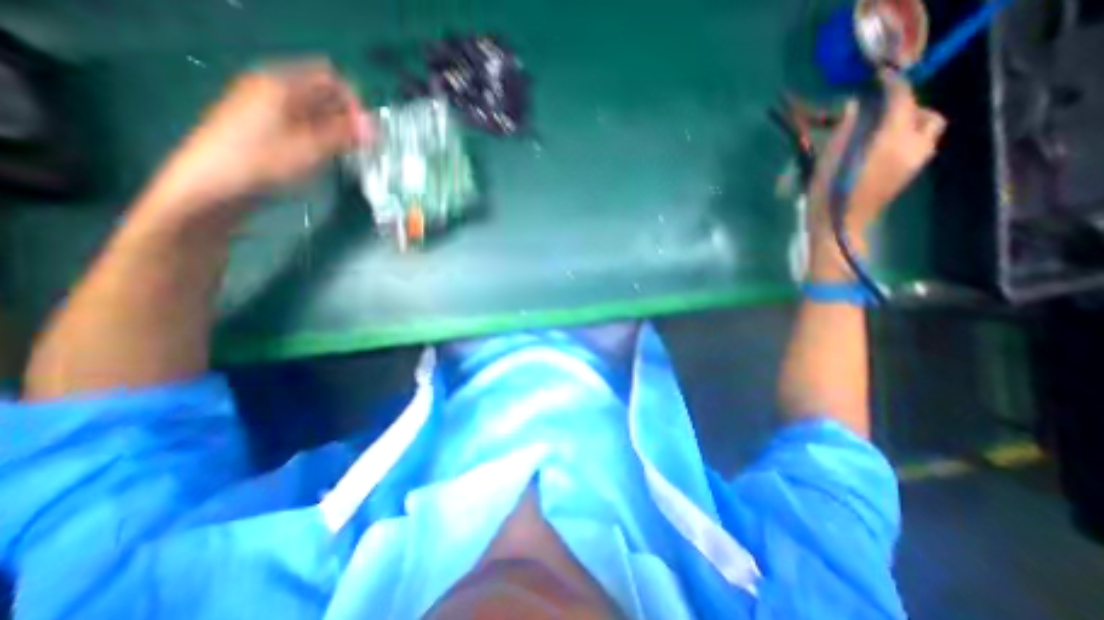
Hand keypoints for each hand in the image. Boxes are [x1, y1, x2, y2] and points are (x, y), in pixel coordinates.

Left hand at [145, 60, 371, 214]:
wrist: (215, 185)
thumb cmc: (264, 162)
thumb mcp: (312, 148)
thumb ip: (346, 134)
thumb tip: (375, 128)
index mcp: (282, 83)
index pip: (331, 78)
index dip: (353, 103)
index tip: (366, 133)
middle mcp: (273, 88)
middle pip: (322, 94)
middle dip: (347, 118)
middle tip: (362, 147)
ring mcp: (267, 107)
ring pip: (314, 111)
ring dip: (336, 130)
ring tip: (348, 155)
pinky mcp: (265, 127)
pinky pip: (302, 123)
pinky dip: (321, 136)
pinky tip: (326, 156)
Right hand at [808, 71, 943, 277]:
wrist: (840, 228)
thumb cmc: (827, 197)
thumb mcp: (827, 163)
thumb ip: (843, 131)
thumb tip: (853, 107)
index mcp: (890, 142)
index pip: (902, 101)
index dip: (892, 86)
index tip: (879, 78)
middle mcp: (912, 147)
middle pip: (924, 113)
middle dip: (907, 106)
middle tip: (879, 112)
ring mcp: (915, 162)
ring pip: (928, 129)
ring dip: (911, 122)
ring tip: (881, 130)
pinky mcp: (910, 174)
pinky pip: (921, 144)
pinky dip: (908, 137)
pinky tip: (882, 148)